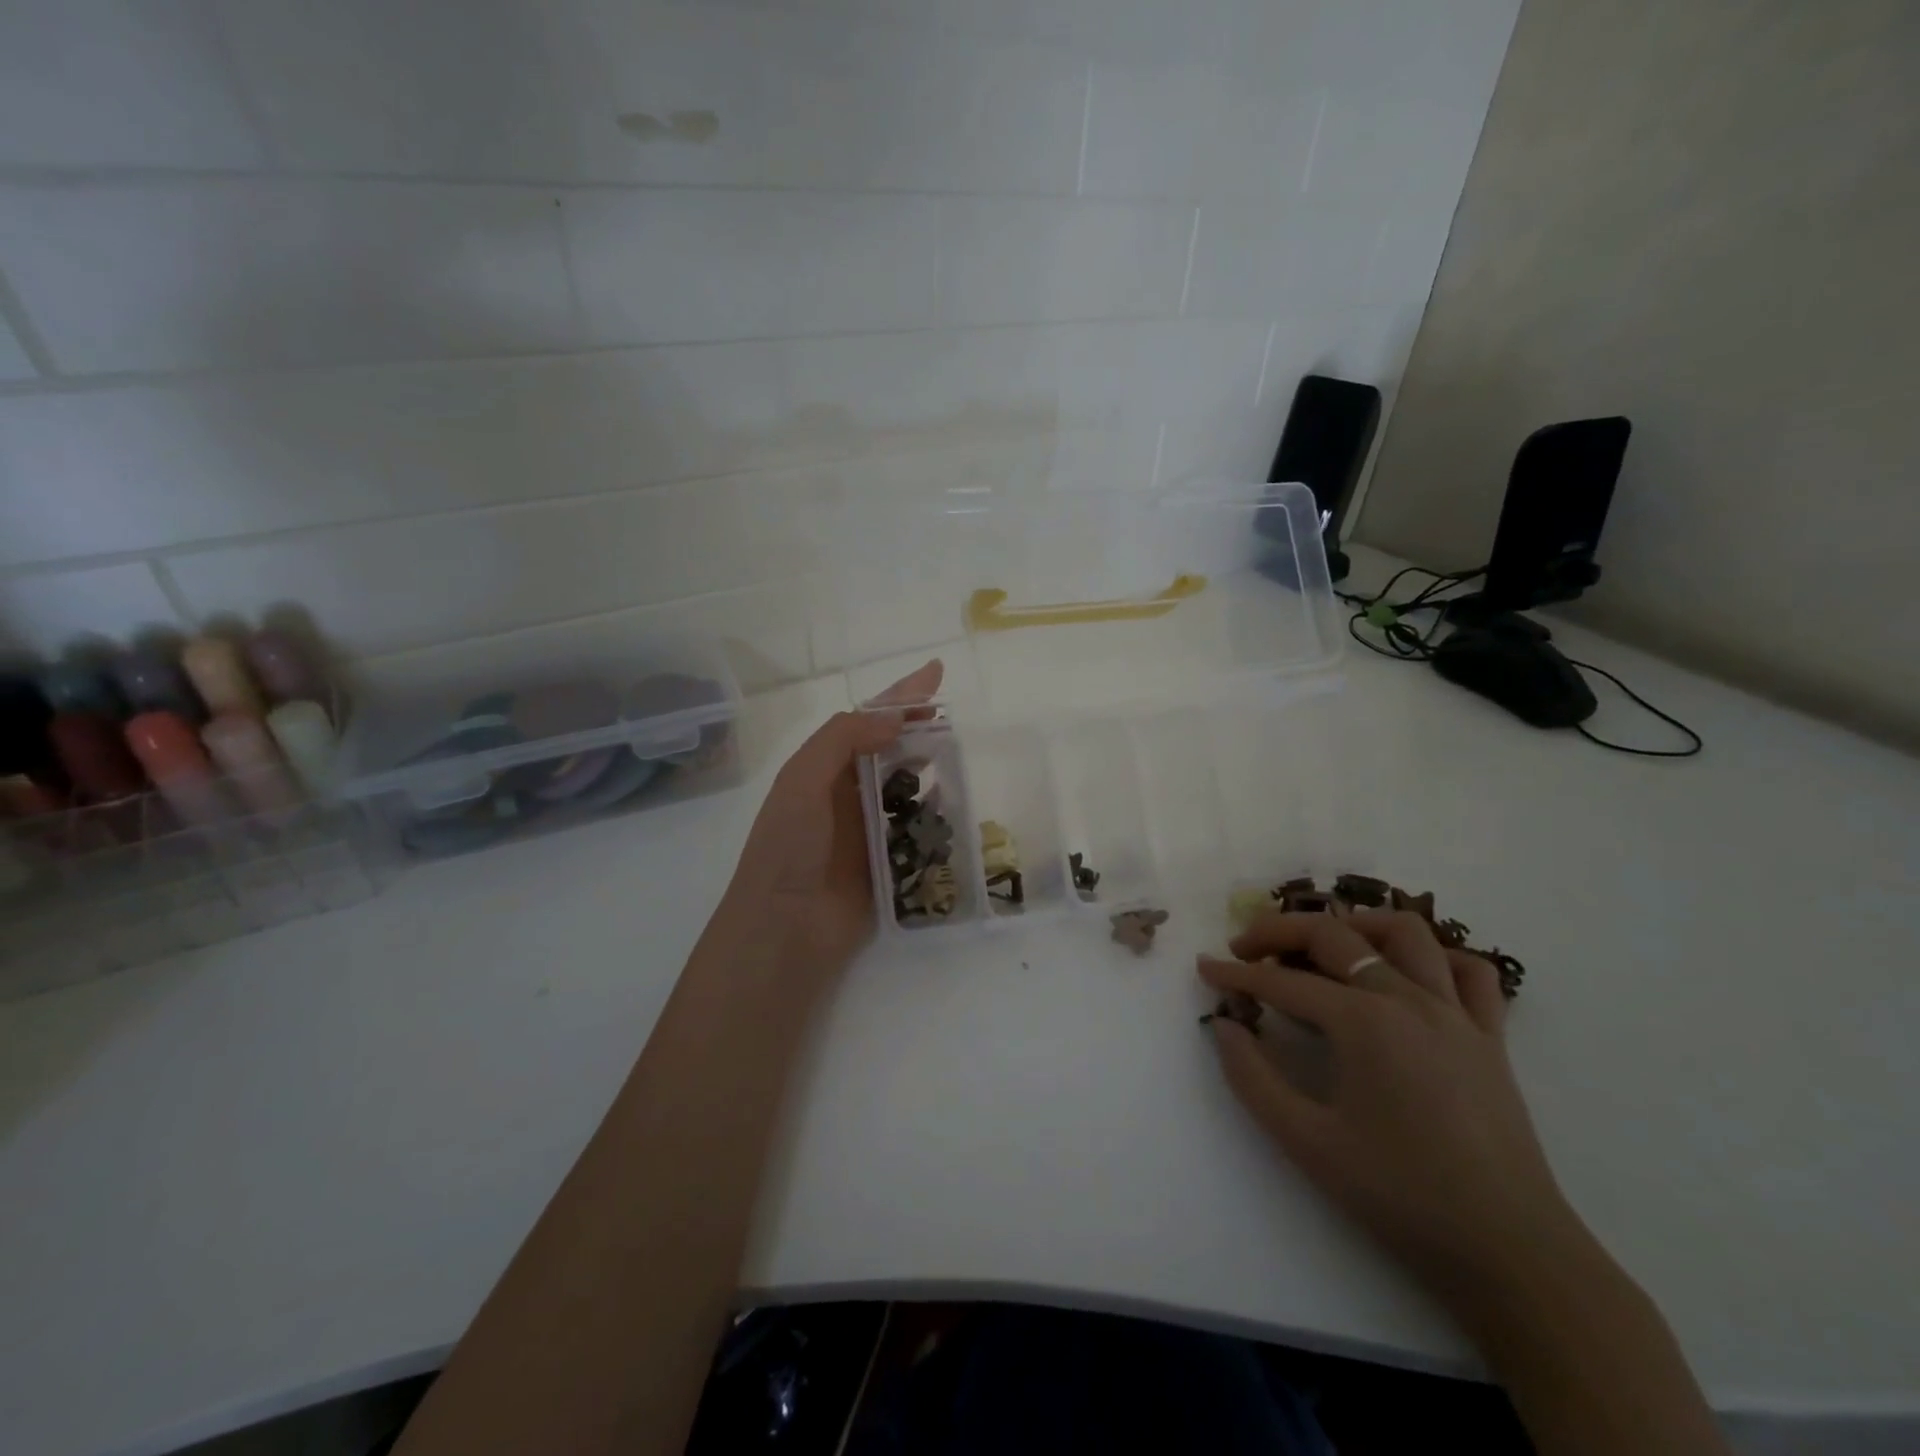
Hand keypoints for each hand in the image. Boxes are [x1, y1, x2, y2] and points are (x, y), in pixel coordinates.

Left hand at [725, 661, 943, 980]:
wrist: (784, 930)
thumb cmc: (788, 848)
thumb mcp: (803, 780)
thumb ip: (844, 739)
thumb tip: (895, 718)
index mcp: (823, 769)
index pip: (867, 720)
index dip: (900, 696)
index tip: (936, 674)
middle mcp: (846, 794)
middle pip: (891, 749)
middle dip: (919, 728)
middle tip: (953, 718)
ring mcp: (867, 829)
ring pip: (907, 787)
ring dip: (930, 767)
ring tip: (959, 753)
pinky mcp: (888, 863)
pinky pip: (918, 829)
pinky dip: (936, 814)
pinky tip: (955, 804)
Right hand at [1198, 911, 1578, 1307]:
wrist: (1510, 1252)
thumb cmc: (1400, 1195)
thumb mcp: (1306, 1141)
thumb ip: (1252, 1077)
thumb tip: (1224, 1026)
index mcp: (1363, 1021)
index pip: (1283, 982)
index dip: (1236, 974)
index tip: (1204, 967)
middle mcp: (1408, 999)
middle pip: (1334, 936)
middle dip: (1278, 931)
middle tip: (1244, 949)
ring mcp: (1456, 1013)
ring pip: (1406, 932)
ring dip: (1356, 925)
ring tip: (1324, 945)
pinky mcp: (1491, 1037)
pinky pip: (1469, 972)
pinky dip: (1434, 958)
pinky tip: (1405, 975)